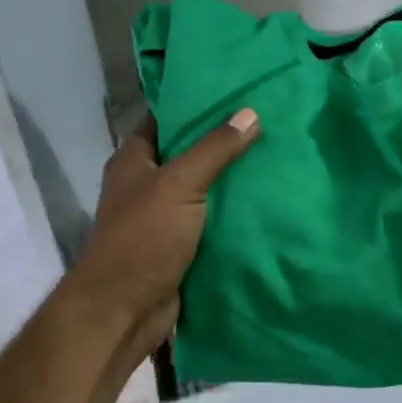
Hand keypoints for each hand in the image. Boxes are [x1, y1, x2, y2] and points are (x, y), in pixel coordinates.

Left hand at [70, 110, 259, 350]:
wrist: (125, 310)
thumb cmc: (144, 237)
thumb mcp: (179, 184)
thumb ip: (215, 149)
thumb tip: (250, 113)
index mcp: (134, 159)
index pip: (166, 118)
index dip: (197, 103)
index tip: (237, 92)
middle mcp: (146, 183)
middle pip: (189, 153)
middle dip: (223, 142)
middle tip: (267, 123)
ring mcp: (163, 216)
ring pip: (203, 189)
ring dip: (232, 180)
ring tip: (276, 156)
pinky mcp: (180, 245)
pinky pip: (211, 221)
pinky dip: (233, 214)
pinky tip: (267, 201)